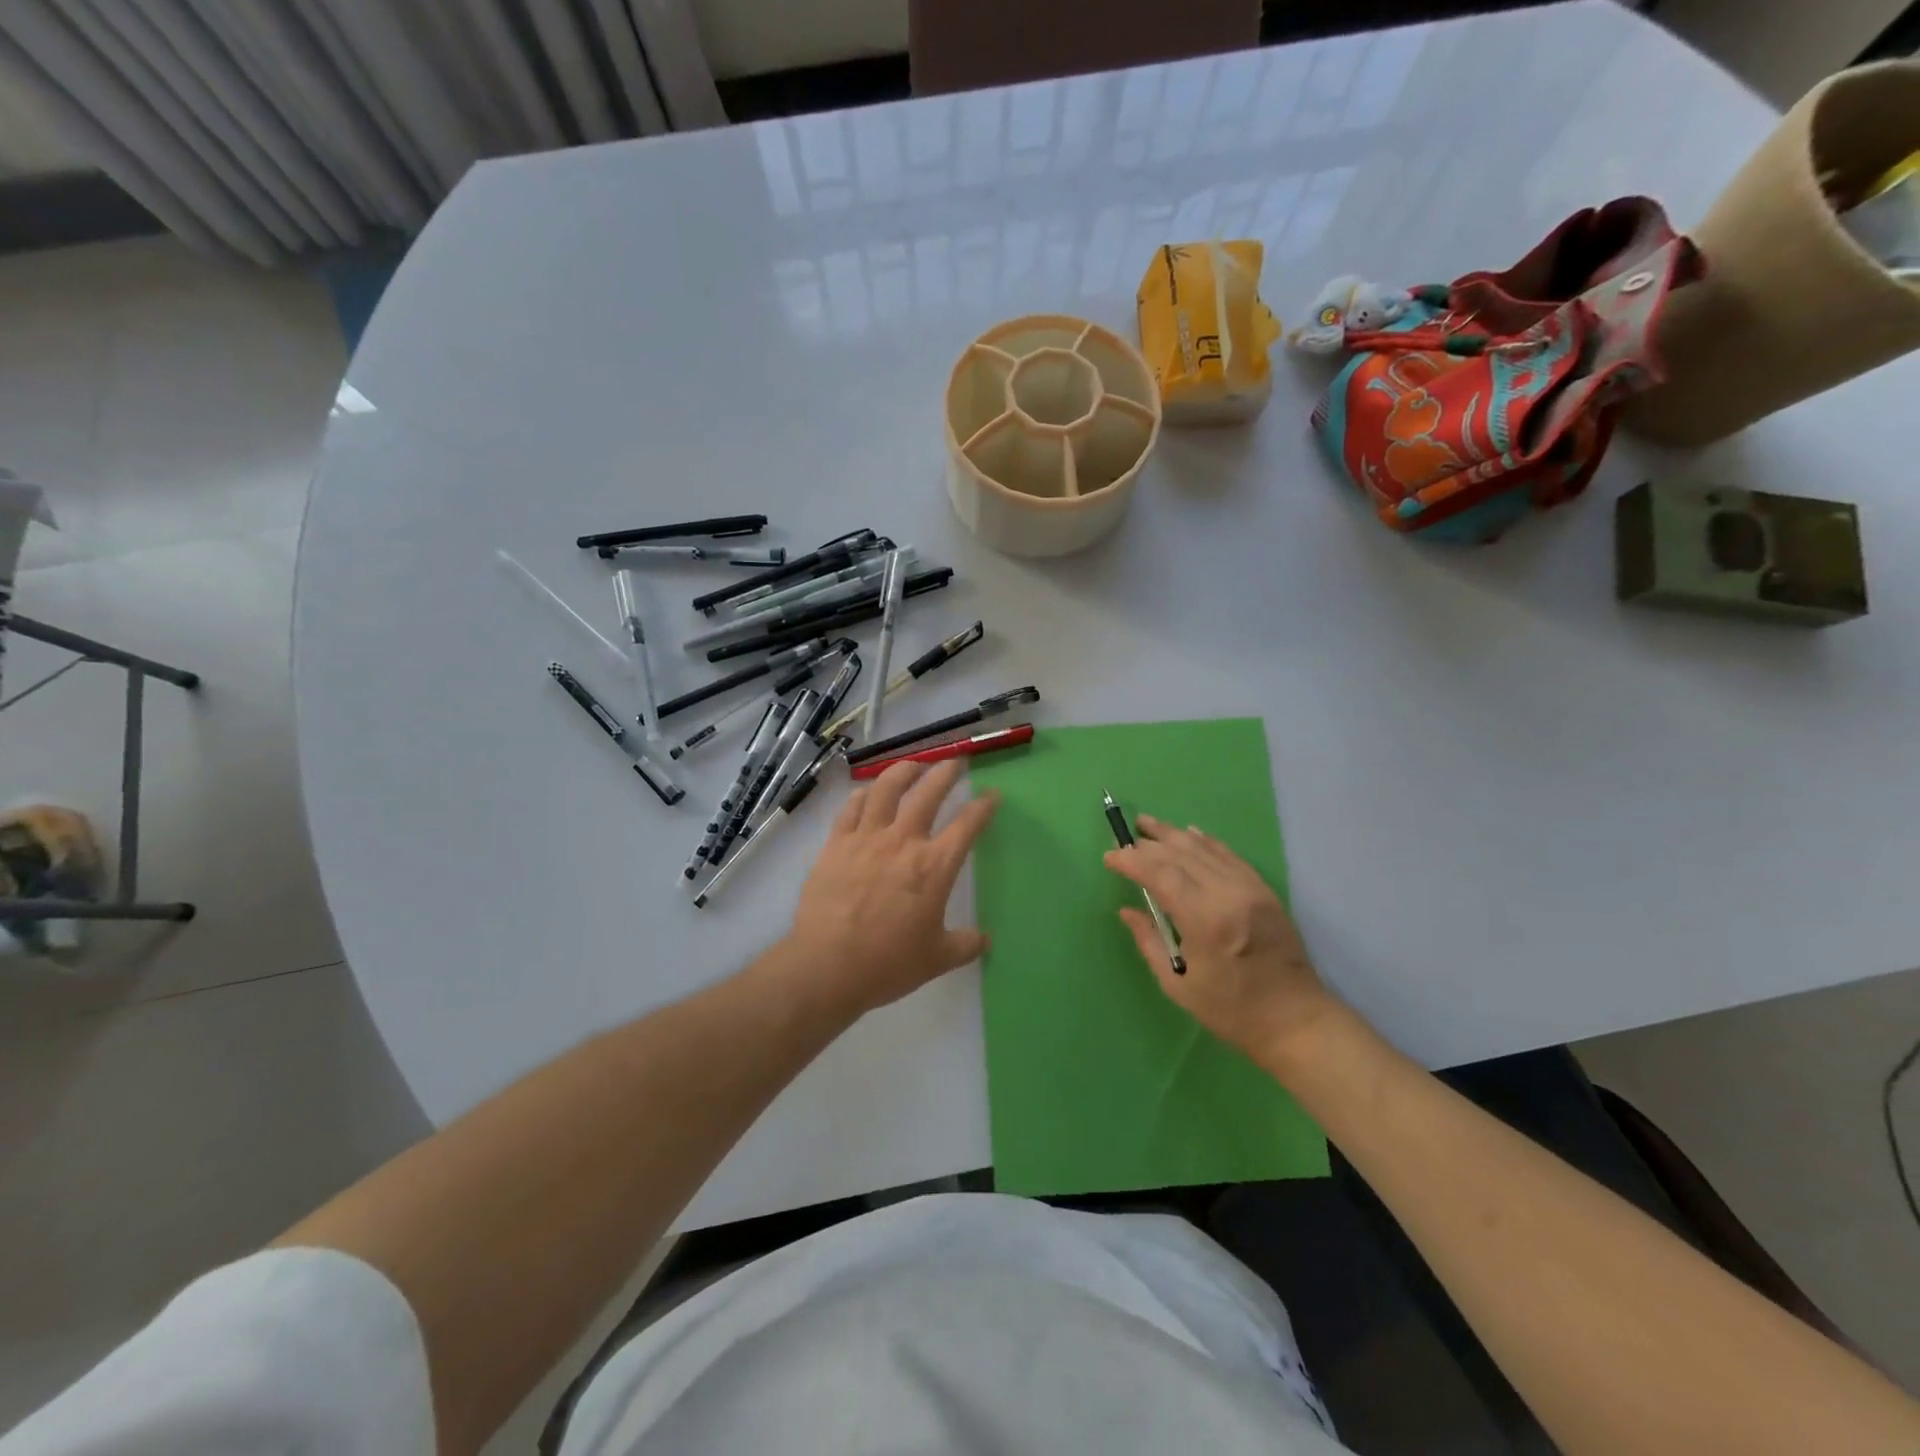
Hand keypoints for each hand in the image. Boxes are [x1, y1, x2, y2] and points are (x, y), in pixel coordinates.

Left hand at [785, 759, 997, 1016]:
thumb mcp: (937, 959)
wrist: (827, 967)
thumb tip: (983, 939)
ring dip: (903, 770)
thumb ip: (965, 944)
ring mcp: (865, 839)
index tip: (992, 794)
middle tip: (954, 762)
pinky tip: (868, 793)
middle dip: (945, 773)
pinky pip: (851, 808)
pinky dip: (863, 795)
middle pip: (928, 793)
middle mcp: (902, 842)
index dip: (983, 806)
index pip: (967, 825)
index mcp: (934, 867)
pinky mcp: (835, 845)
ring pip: (886, 789)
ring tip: (913, 764)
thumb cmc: (887, 964)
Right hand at [1104, 815, 1337, 1068]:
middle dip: (1148, 844)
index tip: (1110, 857)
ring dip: (1172, 834)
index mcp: (1205, 920)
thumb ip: (1149, 941)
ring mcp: (1249, 887)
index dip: (1132, 861)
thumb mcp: (1178, 984)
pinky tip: (1189, 832)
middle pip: (1180, 854)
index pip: (1161, 874)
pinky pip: (1229, 854)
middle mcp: (1228, 894)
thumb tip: (1127, 911)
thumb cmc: (1231, 1009)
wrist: (1295, 1019)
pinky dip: (1205, 841)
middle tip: (1123, 840)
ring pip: (1204, 848)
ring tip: (1147, 824)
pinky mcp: (1263, 889)